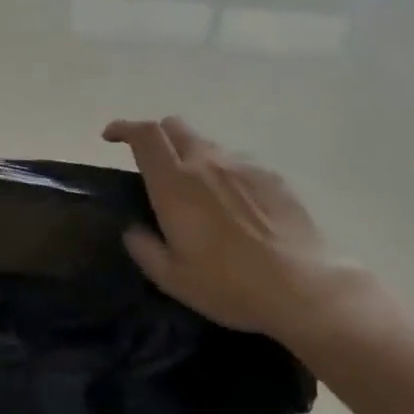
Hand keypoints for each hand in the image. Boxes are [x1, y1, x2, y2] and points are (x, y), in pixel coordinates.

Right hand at [103, 117, 376, 359]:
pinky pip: (237, 163)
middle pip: (174, 126)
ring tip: (196, 192)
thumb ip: (144, 248)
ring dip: (191, 156)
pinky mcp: (271, 176)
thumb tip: (133, 229)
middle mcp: (206, 163)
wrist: (303, 287)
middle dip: (155, 136)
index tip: (111, 138)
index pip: (144, 135)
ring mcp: (242, 166)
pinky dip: (224, 173)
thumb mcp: (173, 278)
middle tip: (151, 163)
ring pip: (207, 144)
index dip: (123, 128)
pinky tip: (234, 206)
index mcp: (174, 184)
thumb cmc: (229, 286)